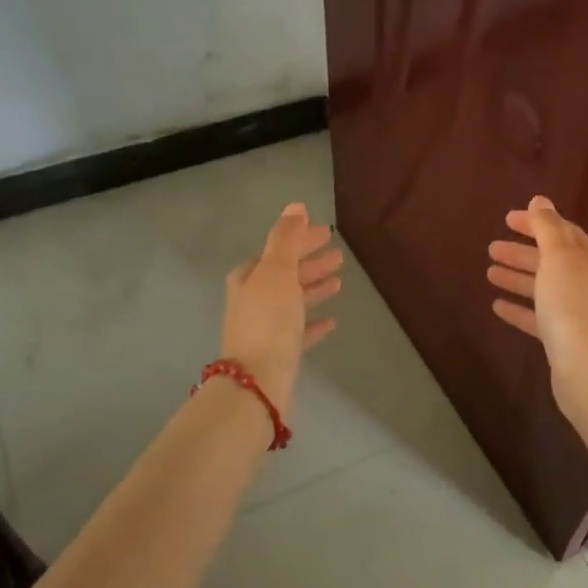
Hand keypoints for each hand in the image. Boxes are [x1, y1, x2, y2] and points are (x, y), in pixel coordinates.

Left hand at [222, 203, 342, 419]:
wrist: (258, 381)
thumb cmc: (268, 320)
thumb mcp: (277, 271)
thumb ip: (286, 238)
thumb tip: (296, 206)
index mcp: (248, 278)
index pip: (276, 250)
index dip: (300, 240)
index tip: (326, 232)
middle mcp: (252, 300)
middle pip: (284, 274)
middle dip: (309, 262)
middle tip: (339, 255)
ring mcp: (264, 328)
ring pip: (293, 301)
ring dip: (313, 289)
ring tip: (339, 282)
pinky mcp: (278, 353)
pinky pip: (299, 331)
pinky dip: (313, 323)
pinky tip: (332, 321)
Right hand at [486, 195, 587, 416]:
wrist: (586, 366)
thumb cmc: (572, 304)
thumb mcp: (559, 257)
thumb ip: (547, 227)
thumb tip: (540, 200)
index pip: (562, 231)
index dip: (536, 223)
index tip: (507, 219)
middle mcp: (586, 282)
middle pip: (550, 260)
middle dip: (522, 252)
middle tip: (491, 247)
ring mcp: (575, 311)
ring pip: (542, 287)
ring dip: (517, 277)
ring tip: (489, 272)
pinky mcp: (563, 338)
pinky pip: (537, 316)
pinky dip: (519, 308)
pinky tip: (497, 306)